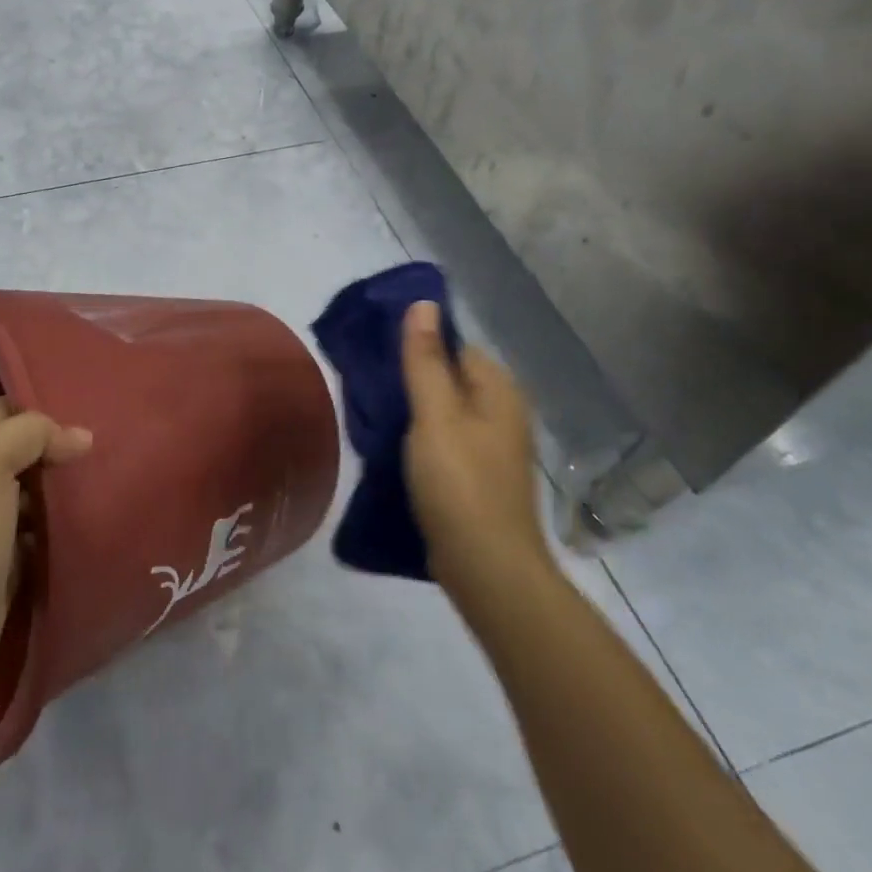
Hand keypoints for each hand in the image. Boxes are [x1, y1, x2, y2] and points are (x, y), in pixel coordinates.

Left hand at [0, 400, 91, 723]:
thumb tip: (79, 436)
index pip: (3, 411)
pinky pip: (32, 534)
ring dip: (60, 491)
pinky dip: (55, 529)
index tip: (89, 416)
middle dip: (56, 450)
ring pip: (28, 493)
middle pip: (18, 451)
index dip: (43, 411)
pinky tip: (85, 525)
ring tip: (105, 483)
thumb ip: (30, 434)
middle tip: (104, 451)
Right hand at [399, 300, 551, 582]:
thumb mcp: (435, 414)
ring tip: (373, 411)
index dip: (419, 344)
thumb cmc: (460, 483)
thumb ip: (426, 359)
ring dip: (413, 410)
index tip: (378, 352)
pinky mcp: (477, 476)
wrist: (487, 568)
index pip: (456, 346)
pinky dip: (420, 438)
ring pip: (445, 411)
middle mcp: (502, 413)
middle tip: (369, 382)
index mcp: (498, 391)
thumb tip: (423, 303)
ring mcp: (492, 448)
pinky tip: (393, 446)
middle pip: (450, 378)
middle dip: (412, 377)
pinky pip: (445, 440)